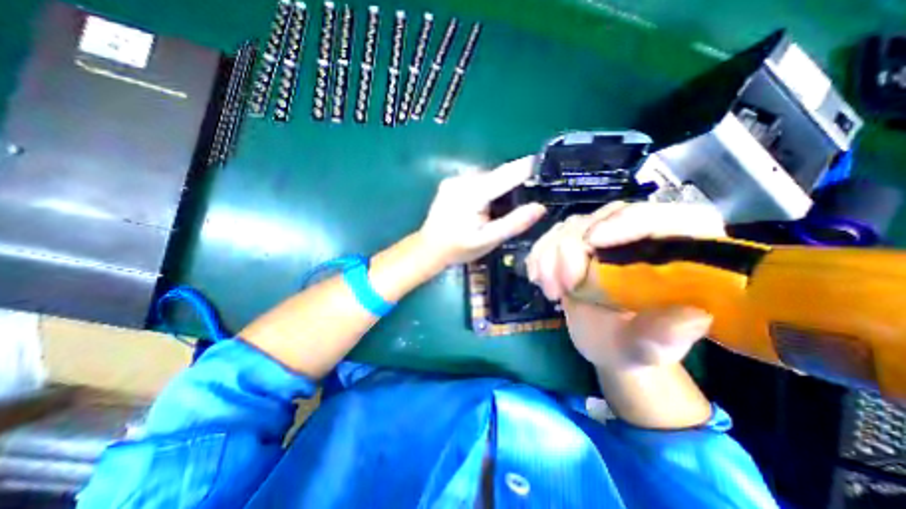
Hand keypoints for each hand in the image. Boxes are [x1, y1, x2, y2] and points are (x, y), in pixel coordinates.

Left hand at [418, 156, 544, 265]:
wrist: (428, 249)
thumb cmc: (458, 248)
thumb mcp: (488, 240)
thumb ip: (513, 223)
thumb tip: (540, 207)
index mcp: (473, 192)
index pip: (507, 173)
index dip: (527, 168)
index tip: (546, 166)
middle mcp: (462, 179)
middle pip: (497, 173)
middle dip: (513, 181)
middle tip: (527, 194)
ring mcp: (453, 179)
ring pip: (486, 176)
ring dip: (498, 185)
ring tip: (503, 204)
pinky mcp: (449, 182)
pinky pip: (475, 179)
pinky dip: (486, 187)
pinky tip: (486, 203)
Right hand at [528, 201, 726, 371]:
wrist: (605, 341)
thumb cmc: (634, 345)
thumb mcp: (649, 347)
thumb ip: (665, 335)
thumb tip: (693, 316)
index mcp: (677, 254)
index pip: (663, 218)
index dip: (628, 221)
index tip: (592, 242)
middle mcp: (639, 235)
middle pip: (606, 217)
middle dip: (575, 245)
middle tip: (565, 284)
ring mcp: (604, 236)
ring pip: (573, 225)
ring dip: (551, 254)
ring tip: (551, 291)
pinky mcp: (576, 243)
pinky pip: (552, 236)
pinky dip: (539, 255)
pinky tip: (539, 279)